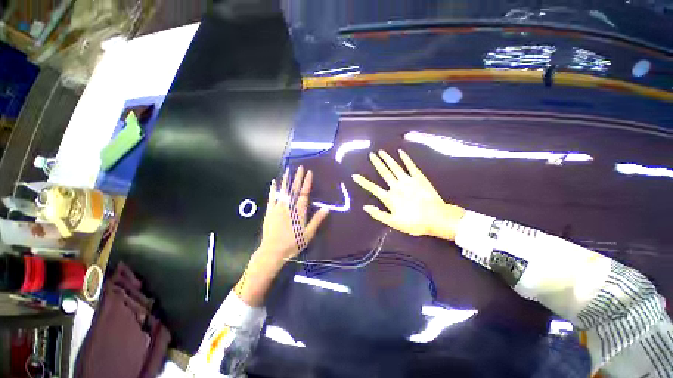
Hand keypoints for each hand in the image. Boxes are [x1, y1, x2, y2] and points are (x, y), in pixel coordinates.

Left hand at [236, 166, 328, 305]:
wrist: (273, 251)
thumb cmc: (293, 243)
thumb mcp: (308, 234)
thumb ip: (317, 220)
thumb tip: (326, 208)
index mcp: (299, 211)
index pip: (304, 193)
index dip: (307, 183)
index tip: (309, 173)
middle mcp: (288, 207)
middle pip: (294, 189)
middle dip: (297, 178)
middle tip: (300, 167)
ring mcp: (278, 208)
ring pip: (283, 191)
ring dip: (286, 180)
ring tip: (288, 170)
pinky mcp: (270, 211)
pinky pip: (271, 198)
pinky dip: (273, 189)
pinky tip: (274, 182)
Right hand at [352, 149, 464, 239]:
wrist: (436, 218)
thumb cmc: (414, 223)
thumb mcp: (394, 222)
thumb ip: (378, 214)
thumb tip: (365, 207)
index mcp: (389, 197)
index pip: (373, 188)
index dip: (363, 182)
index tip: (354, 175)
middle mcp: (396, 186)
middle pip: (384, 173)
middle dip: (377, 163)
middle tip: (371, 154)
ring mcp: (408, 180)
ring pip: (395, 167)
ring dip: (387, 159)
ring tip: (381, 151)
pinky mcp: (419, 178)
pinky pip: (411, 166)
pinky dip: (405, 159)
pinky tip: (401, 152)